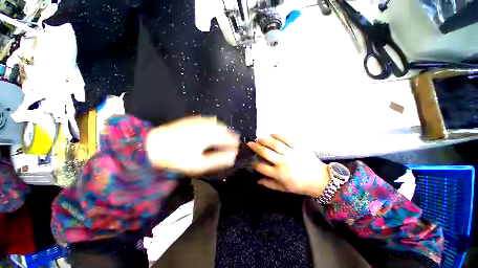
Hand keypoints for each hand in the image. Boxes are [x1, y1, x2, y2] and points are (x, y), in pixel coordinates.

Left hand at [146, 116, 239, 175]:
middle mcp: (207, 125)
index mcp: (210, 135)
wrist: (154, 145)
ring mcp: (200, 120)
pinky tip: (212, 130)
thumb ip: (218, 160)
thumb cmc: (177, 158)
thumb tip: (232, 157)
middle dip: (230, 136)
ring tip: (223, 138)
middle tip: (231, 144)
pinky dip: (214, 125)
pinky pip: (209, 120)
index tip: (236, 149)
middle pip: (225, 129)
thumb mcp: (199, 164)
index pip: (229, 138)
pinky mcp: (193, 119)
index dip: (234, 144)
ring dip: (223, 130)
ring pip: (218, 123)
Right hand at [247, 134, 329, 197]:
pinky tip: (271, 134)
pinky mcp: (298, 147)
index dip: (254, 164)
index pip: (261, 167)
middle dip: (255, 147)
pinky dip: (278, 135)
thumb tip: (257, 181)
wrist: (320, 180)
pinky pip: (287, 138)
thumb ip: (269, 184)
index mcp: (279, 174)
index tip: (251, 161)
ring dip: (264, 140)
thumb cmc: (300, 185)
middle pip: (265, 153)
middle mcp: (283, 162)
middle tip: (250, 143)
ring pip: (274, 144)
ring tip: (259, 138)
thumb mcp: (284, 188)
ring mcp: (291, 153)